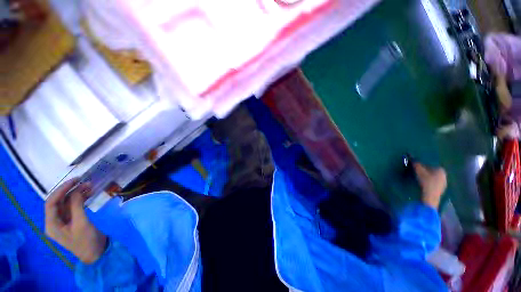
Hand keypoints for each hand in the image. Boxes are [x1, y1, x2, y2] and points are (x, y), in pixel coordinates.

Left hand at [45, 179, 106, 263]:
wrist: (95, 252)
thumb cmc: (86, 241)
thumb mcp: (81, 223)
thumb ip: (76, 206)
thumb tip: (77, 190)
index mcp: (51, 224)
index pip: (51, 203)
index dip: (61, 190)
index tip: (74, 181)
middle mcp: (54, 221)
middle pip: (58, 202)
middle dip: (69, 190)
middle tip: (83, 181)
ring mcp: (63, 221)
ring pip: (66, 203)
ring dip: (76, 194)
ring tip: (89, 186)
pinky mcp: (72, 221)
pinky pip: (73, 207)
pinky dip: (80, 199)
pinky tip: (88, 194)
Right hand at [413, 163, 446, 208]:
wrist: (431, 196)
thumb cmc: (426, 181)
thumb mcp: (419, 171)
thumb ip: (416, 164)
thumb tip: (411, 157)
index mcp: (441, 170)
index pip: (431, 165)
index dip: (423, 166)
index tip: (417, 168)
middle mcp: (444, 175)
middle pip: (433, 171)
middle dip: (426, 171)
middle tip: (418, 173)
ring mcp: (444, 183)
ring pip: (434, 178)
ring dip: (427, 177)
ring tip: (420, 179)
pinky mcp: (441, 189)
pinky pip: (434, 183)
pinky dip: (429, 183)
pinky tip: (424, 185)